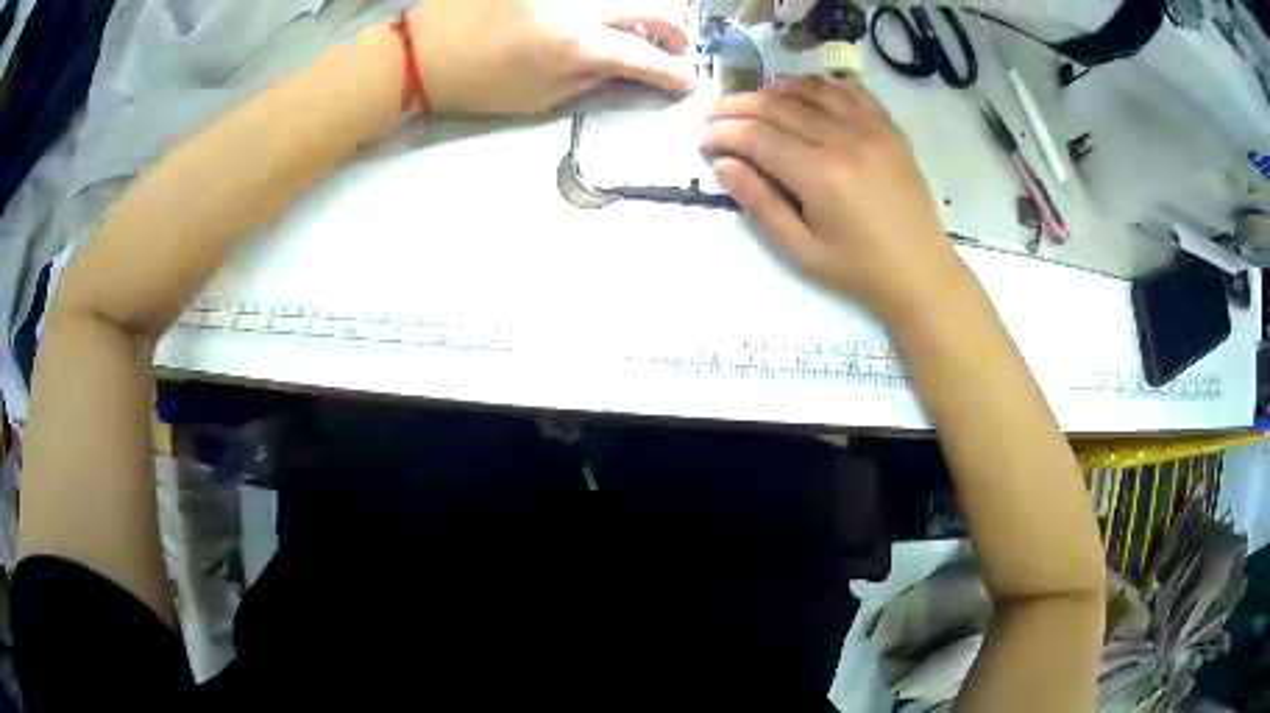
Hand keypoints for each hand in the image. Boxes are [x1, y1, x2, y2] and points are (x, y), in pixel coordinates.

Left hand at [408, 0, 692, 114]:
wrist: (423, 52)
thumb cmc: (476, 85)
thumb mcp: (538, 99)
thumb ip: (589, 81)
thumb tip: (623, 70)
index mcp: (574, 46)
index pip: (641, 57)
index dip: (670, 72)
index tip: (686, 81)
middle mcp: (576, 8)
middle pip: (646, 11)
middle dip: (669, 33)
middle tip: (674, 49)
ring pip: (617, 1)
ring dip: (635, 18)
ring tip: (633, 35)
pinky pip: (586, 0)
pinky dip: (598, 12)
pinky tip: (594, 24)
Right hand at [702, 76, 963, 321]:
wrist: (921, 271)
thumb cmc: (858, 269)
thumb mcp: (801, 251)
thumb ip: (760, 205)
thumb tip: (724, 164)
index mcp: (821, 176)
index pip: (758, 137)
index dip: (724, 133)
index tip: (704, 140)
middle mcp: (845, 140)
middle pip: (778, 107)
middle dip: (737, 107)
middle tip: (713, 114)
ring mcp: (872, 129)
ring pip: (810, 90)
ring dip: (773, 90)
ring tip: (752, 102)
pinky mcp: (889, 128)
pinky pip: (849, 90)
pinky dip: (819, 85)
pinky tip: (802, 91)